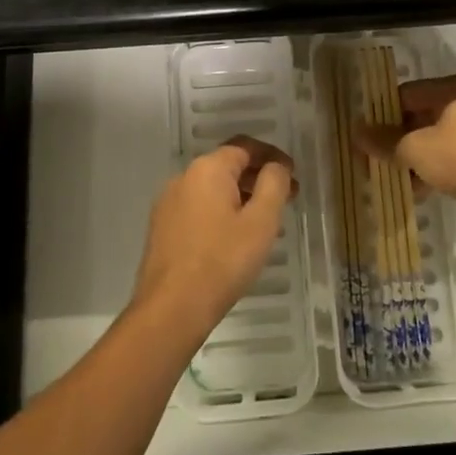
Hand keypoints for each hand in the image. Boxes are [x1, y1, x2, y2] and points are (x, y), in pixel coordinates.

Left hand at [132, 136, 295, 344]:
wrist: (171, 308)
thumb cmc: (223, 261)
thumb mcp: (261, 221)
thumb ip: (274, 184)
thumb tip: (276, 166)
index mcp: (208, 169)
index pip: (245, 146)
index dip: (272, 156)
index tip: (293, 175)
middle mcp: (184, 177)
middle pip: (228, 166)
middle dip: (259, 179)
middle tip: (286, 200)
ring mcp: (169, 203)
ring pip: (213, 190)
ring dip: (241, 198)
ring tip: (265, 225)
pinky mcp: (162, 228)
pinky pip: (199, 209)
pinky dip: (222, 214)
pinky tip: (236, 240)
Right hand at [353, 74, 455, 213]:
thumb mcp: (414, 149)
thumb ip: (384, 141)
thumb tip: (356, 133)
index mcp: (454, 87)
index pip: (407, 94)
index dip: (383, 115)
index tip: (368, 137)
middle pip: (423, 116)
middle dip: (400, 140)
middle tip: (379, 160)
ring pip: (439, 138)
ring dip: (417, 157)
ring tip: (399, 179)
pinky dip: (437, 167)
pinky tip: (422, 189)